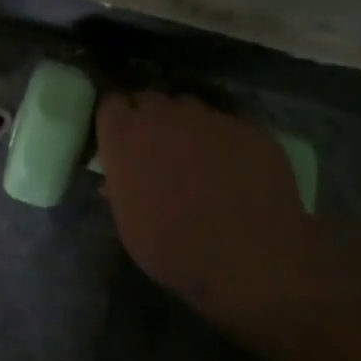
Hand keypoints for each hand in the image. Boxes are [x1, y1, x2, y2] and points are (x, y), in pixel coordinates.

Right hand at [97, 91, 316, 316]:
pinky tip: (234, 170)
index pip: (110, 103)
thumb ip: (120, 189)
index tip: (120, 137)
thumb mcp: (128, 224)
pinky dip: (224, 141)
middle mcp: (163, 115)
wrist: (249, 261)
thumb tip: (114, 181)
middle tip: (156, 148)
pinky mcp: (248, 129)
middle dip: (149, 117)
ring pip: (189, 107)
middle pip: (149, 99)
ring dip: (186, 125)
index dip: (116, 119)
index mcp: (124, 136)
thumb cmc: (173, 248)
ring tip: (197, 156)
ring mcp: (209, 118)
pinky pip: (227, 126)